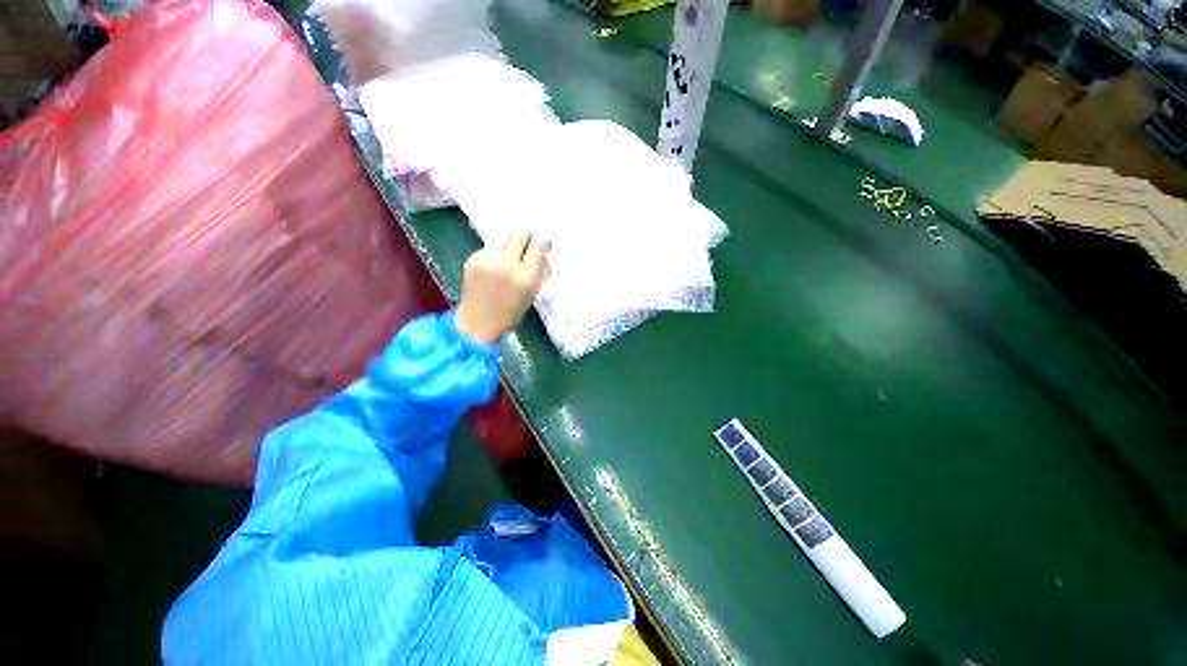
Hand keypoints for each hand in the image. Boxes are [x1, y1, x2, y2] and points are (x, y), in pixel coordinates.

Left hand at [455, 233, 551, 343]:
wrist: (478, 322)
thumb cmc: (511, 312)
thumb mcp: (533, 293)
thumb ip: (542, 272)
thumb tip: (545, 252)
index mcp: (526, 278)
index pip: (538, 246)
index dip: (543, 242)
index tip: (545, 244)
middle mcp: (506, 265)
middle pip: (520, 236)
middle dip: (527, 239)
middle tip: (527, 246)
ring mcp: (487, 261)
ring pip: (504, 240)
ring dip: (510, 247)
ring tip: (508, 261)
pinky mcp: (472, 260)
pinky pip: (489, 249)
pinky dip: (495, 256)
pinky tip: (493, 269)